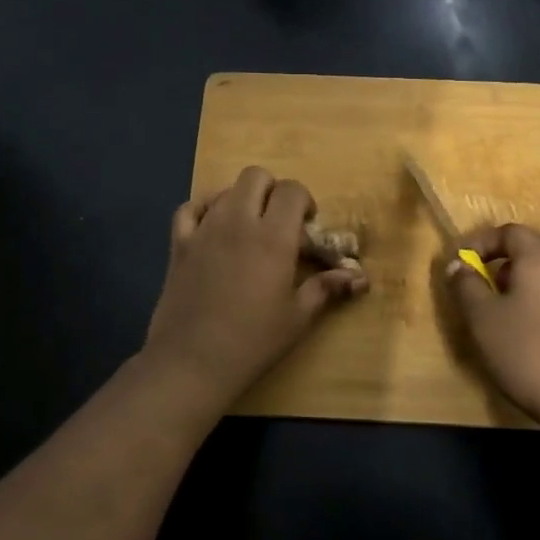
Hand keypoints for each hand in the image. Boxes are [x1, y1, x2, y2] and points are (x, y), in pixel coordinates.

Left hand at [143, 167, 367, 400]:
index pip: (292, 190)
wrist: (192, 361)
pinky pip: (190, 208)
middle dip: (273, 192)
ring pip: (225, 190)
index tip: (306, 228)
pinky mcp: (179, 243)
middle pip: (256, 177)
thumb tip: (361, 278)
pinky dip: (205, 209)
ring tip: (248, 231)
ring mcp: (204, 229)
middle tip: (278, 224)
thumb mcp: (298, 317)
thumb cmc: (253, 341)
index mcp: (273, 237)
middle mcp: (238, 221)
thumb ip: (327, 288)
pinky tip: (213, 229)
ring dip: (242, 201)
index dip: (304, 202)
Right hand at [444, 224, 539, 430]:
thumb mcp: (482, 320)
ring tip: (511, 305)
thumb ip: (466, 286)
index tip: (463, 262)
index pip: (511, 232)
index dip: (483, 241)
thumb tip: (457, 263)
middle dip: (517, 253)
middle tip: (497, 276)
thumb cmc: (527, 352)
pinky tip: (533, 327)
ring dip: (534, 275)